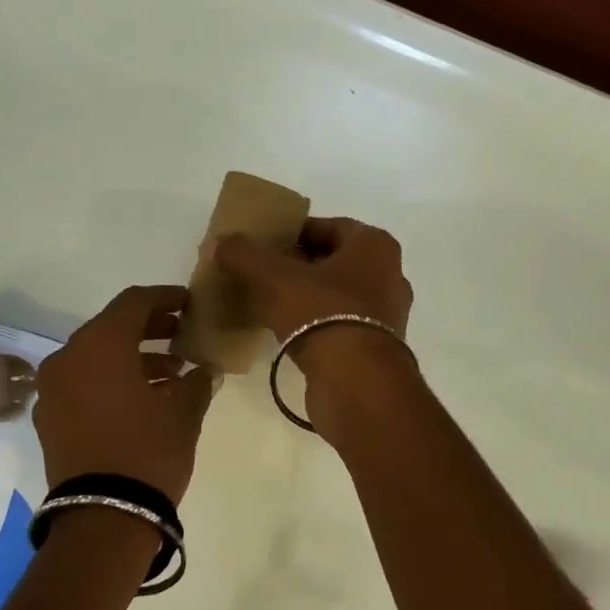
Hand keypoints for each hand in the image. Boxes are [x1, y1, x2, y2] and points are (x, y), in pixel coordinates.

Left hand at [33, 286, 215, 502]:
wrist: (102, 518)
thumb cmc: (148, 453)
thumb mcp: (184, 414)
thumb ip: (197, 382)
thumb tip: (207, 370)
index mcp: (100, 344)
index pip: (134, 302)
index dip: (165, 298)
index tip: (189, 304)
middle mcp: (68, 356)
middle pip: (111, 327)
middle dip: (149, 329)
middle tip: (182, 336)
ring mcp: (52, 388)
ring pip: (95, 357)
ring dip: (132, 358)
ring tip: (171, 375)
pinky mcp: (48, 418)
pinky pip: (81, 383)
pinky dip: (109, 381)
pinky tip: (141, 400)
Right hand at [213, 217, 413, 352]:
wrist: (357, 382)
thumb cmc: (322, 313)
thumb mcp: (274, 278)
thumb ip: (245, 255)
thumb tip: (219, 243)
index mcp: (375, 245)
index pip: (327, 227)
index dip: (292, 233)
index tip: (263, 246)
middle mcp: (389, 274)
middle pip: (333, 262)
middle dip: (298, 266)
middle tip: (261, 275)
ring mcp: (387, 315)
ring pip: (338, 295)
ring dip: (307, 298)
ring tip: (270, 305)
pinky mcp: (378, 348)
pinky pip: (341, 324)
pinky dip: (317, 324)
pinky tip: (288, 333)